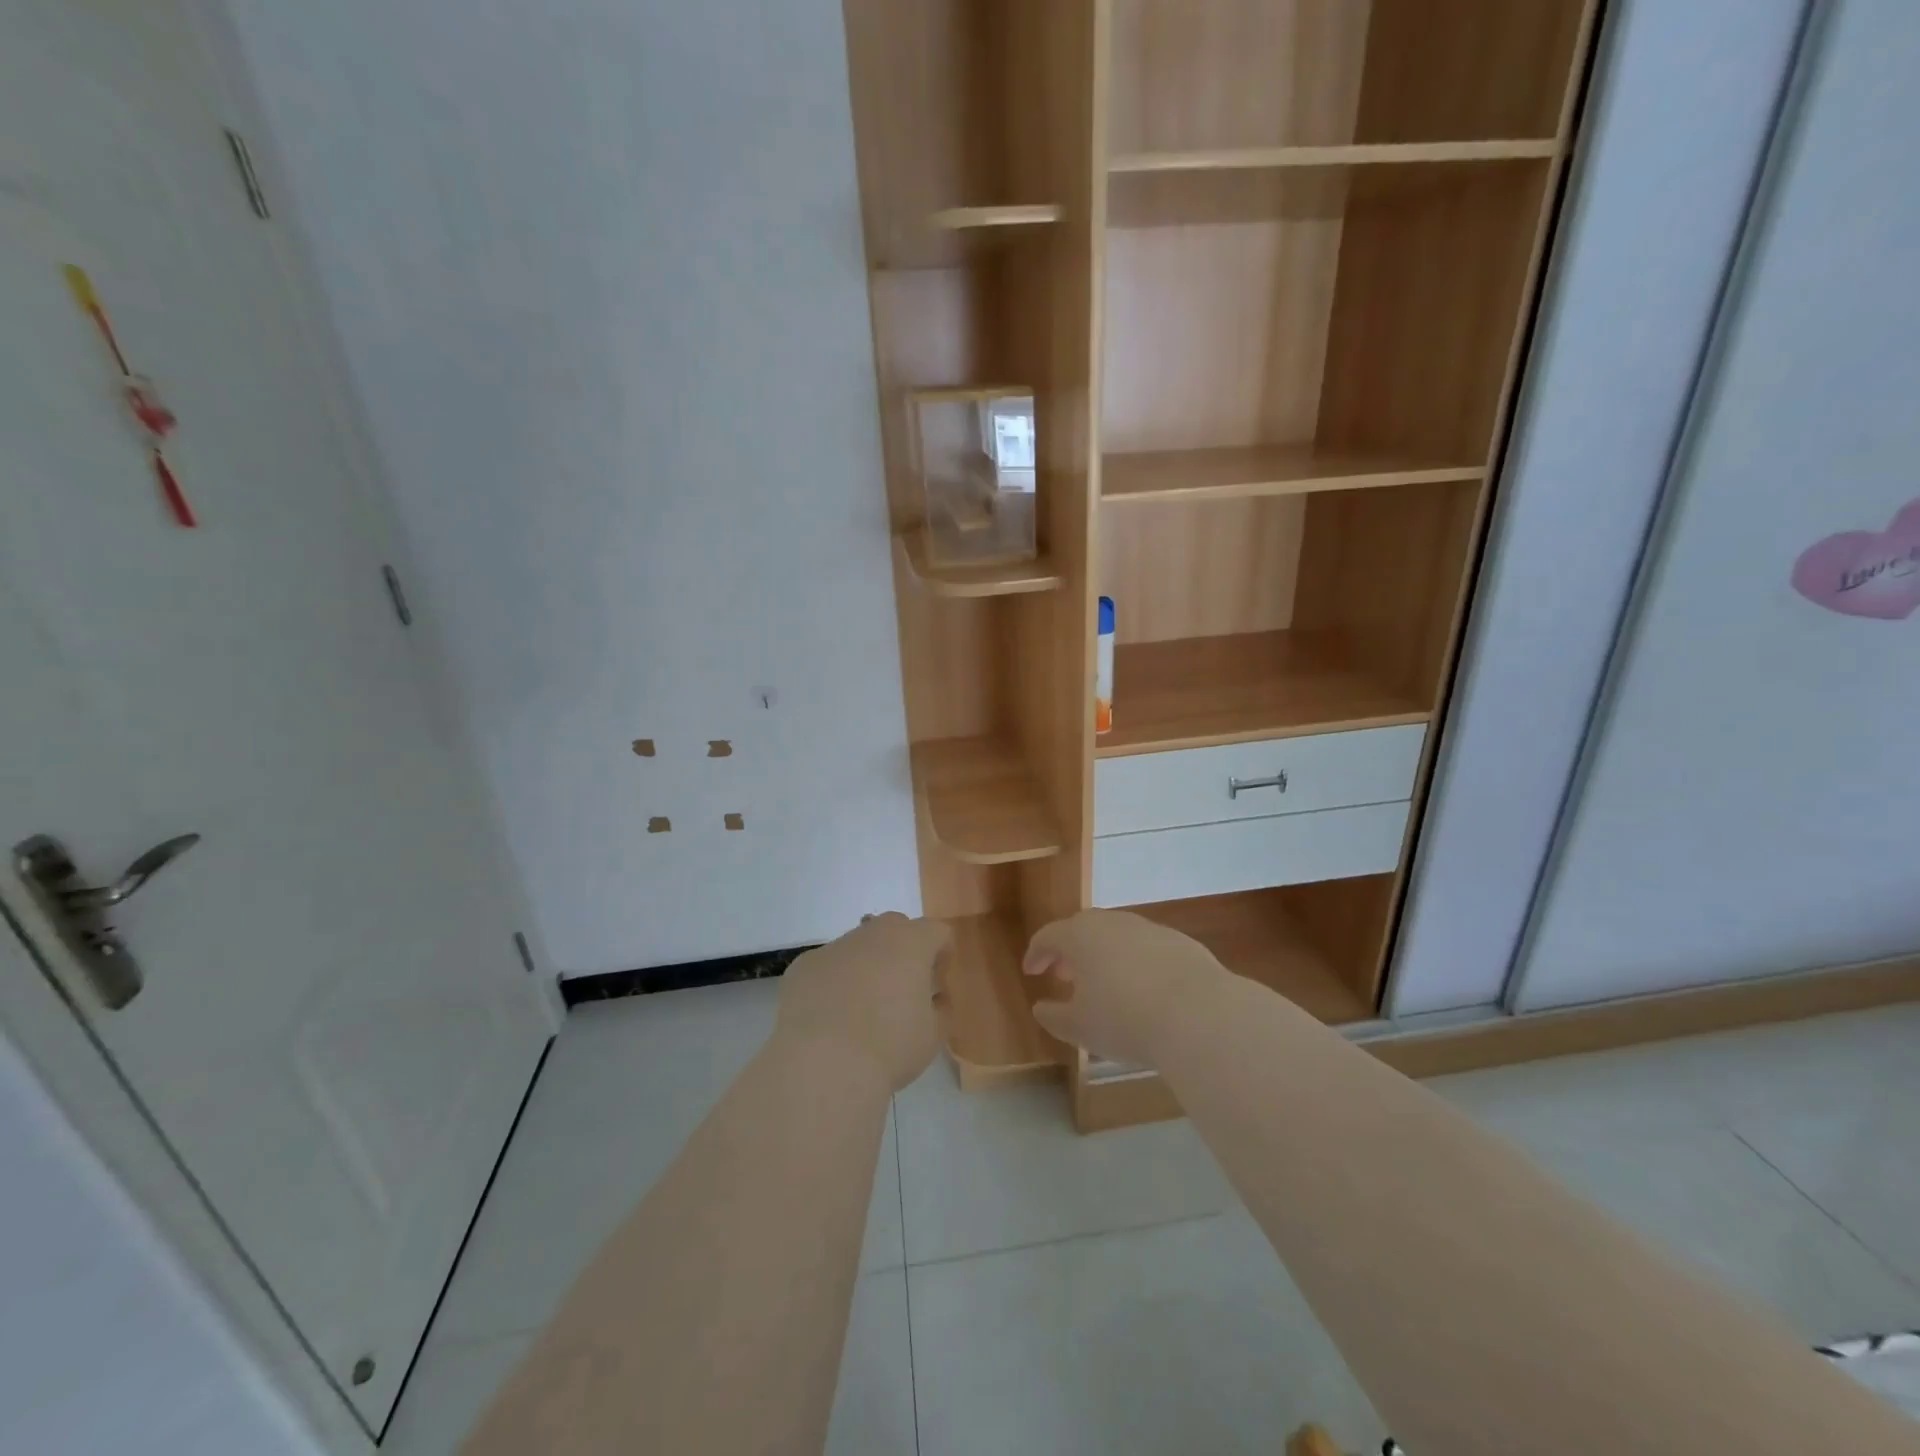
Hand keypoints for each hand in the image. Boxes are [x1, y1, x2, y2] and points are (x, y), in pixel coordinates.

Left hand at [777, 913, 951, 1090]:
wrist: (822, 1063)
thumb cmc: (889, 1047)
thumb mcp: (932, 1035)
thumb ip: (940, 1009)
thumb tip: (933, 999)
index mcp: (911, 943)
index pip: (937, 931)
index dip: (942, 954)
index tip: (937, 983)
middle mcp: (873, 933)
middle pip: (895, 927)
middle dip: (903, 951)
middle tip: (902, 989)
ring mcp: (834, 947)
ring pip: (858, 946)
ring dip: (866, 966)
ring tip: (861, 1009)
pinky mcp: (803, 966)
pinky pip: (827, 967)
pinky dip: (833, 984)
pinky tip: (829, 1018)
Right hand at [1022, 910, 1227, 1066]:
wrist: (1199, 1014)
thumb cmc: (1125, 1019)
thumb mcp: (1079, 1028)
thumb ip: (1054, 1017)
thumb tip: (1041, 1008)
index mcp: (1080, 936)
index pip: (1048, 936)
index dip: (1036, 954)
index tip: (1031, 971)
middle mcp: (1112, 923)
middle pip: (1082, 929)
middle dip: (1069, 950)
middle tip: (1063, 974)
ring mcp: (1149, 929)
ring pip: (1117, 935)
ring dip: (1104, 954)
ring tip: (1103, 983)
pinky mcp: (1180, 942)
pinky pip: (1147, 948)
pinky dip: (1136, 962)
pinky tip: (1143, 989)